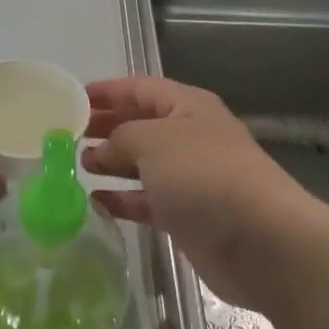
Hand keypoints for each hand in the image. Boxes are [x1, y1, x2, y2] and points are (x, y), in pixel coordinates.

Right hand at [82, 76, 328, 315]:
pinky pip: (148, 201)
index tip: (73, 98)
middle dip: (107, 126)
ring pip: (143, 164)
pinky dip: (123, 200)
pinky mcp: (188, 215)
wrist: (259, 240)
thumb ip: (119, 137)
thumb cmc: (203, 174)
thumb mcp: (152, 141)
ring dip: (112, 163)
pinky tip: (96, 203)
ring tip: (77, 166)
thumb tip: (101, 150)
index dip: (108, 91)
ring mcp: (191, 178)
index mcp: (188, 106)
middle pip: (141, 124)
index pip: (141, 88)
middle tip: (68, 134)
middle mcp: (190, 137)